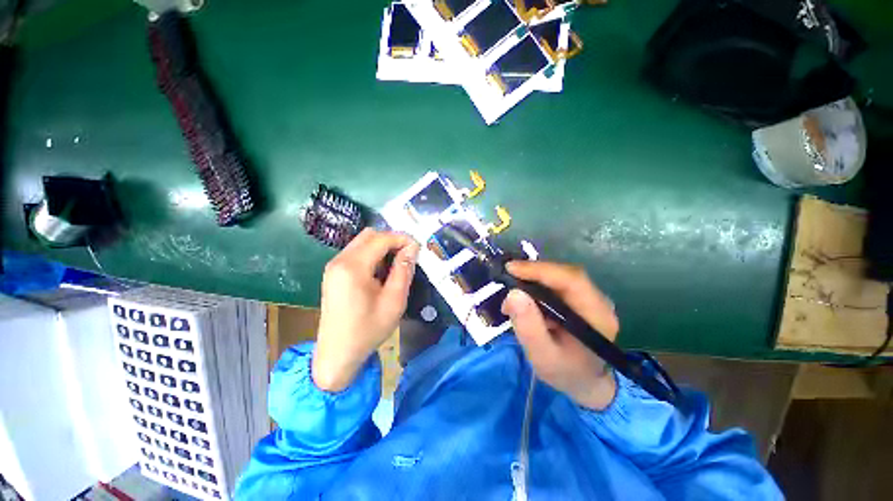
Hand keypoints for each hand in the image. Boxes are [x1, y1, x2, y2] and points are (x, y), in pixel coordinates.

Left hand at [312, 229, 419, 391]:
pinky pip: (356, 253)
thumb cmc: (368, 330)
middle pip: (369, 235)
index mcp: (353, 267)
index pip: (381, 239)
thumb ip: (403, 270)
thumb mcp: (394, 301)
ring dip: (382, 248)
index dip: (402, 239)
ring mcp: (334, 266)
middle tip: (408, 255)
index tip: (418, 248)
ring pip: (362, 242)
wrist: (337, 355)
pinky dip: (372, 255)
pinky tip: (381, 272)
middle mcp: (339, 260)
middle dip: (392, 240)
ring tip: (397, 265)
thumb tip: (412, 248)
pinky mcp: (334, 273)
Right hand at [501, 261, 619, 410]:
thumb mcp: (542, 356)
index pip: (571, 280)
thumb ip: (528, 327)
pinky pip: (557, 283)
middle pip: (565, 274)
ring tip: (513, 292)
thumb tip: (513, 293)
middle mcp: (599, 301)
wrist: (585, 381)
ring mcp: (591, 297)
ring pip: (559, 275)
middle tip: (507, 277)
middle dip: (533, 272)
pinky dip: (537, 285)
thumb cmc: (565, 372)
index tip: (511, 269)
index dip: (540, 270)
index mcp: (597, 316)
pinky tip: (524, 296)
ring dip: (533, 278)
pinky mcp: (580, 298)